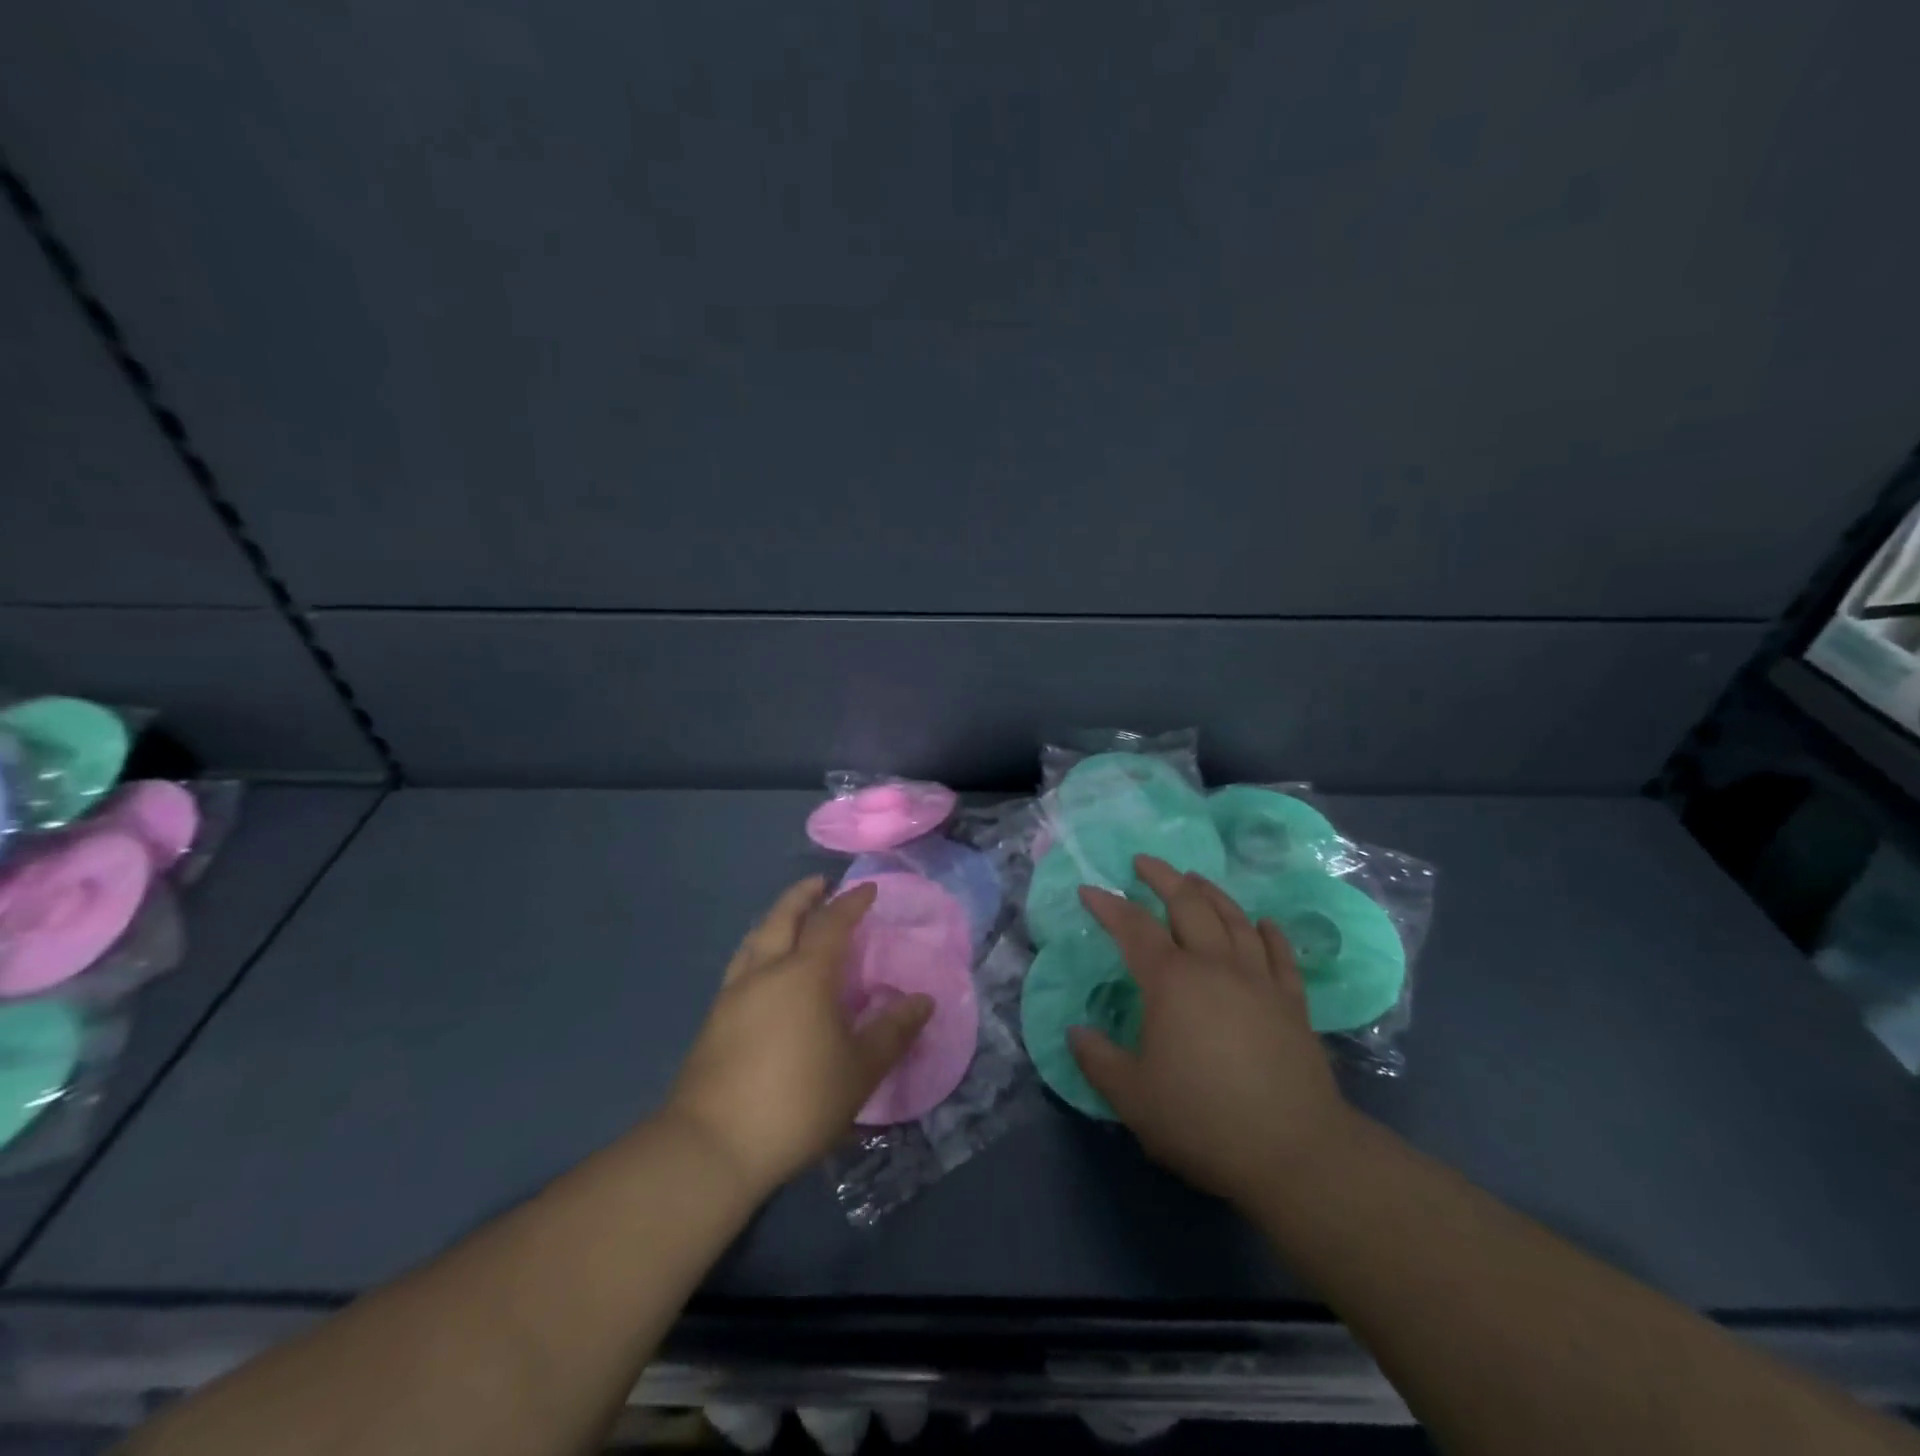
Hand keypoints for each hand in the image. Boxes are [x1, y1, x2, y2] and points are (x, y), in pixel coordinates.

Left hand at [666, 878, 931, 1197]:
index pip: (832, 923)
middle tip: (820, 884)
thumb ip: (892, 1032)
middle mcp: (765, 972)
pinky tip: (763, 970)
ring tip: (789, 918)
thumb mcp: (859, 1071)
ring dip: (776, 918)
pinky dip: (759, 948)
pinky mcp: (713, 1020)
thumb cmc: (797, 1101)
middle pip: (783, 917)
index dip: (851, 902)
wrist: (712, 1146)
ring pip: (755, 938)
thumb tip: (923, 1001)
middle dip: (803, 895)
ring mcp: (733, 994)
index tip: (867, 889)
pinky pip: (741, 964)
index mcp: (805, 974)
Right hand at [1070, 856, 1356, 1204]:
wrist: (1294, 1151)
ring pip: (1234, 918)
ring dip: (1210, 892)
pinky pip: (1280, 953)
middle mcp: (1215, 966)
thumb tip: (1075, 1032)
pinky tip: (1263, 922)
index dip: (1108, 905)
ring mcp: (1259, 980)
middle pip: (1188, 904)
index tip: (1089, 889)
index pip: (1133, 928)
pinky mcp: (1292, 1002)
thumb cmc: (1203, 1120)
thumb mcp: (1132, 1097)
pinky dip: (1269, 931)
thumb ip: (1097, 1060)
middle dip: (1163, 877)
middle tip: (1144, 862)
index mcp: (1171, 981)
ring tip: (1194, 878)